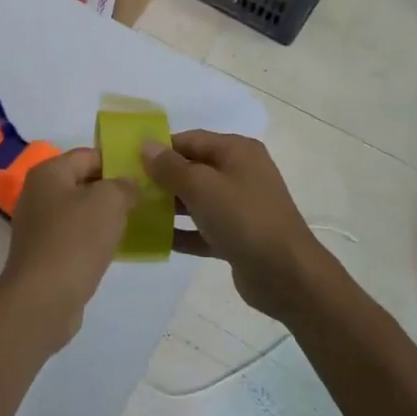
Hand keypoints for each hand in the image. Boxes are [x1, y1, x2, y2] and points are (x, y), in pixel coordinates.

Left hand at [0, 149, 134, 351]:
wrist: (42, 300)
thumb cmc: (75, 241)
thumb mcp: (108, 202)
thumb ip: (123, 186)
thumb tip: (129, 185)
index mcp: (49, 173)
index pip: (88, 155)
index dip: (118, 161)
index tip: (146, 173)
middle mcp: (38, 193)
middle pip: (83, 182)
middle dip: (114, 190)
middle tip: (147, 198)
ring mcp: (39, 226)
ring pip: (81, 212)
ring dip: (106, 217)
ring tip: (138, 222)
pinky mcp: (44, 254)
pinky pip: (76, 237)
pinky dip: (95, 239)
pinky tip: (117, 248)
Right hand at [143, 131, 326, 321]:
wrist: (287, 276)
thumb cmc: (243, 219)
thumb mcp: (202, 187)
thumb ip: (170, 166)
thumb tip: (145, 144)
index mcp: (236, 151)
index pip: (190, 140)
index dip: (160, 148)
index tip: (129, 161)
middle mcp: (240, 173)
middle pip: (193, 168)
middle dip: (162, 178)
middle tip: (129, 189)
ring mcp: (241, 206)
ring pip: (197, 199)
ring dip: (170, 206)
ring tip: (136, 213)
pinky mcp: (238, 236)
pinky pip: (203, 228)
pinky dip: (183, 232)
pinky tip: (156, 240)